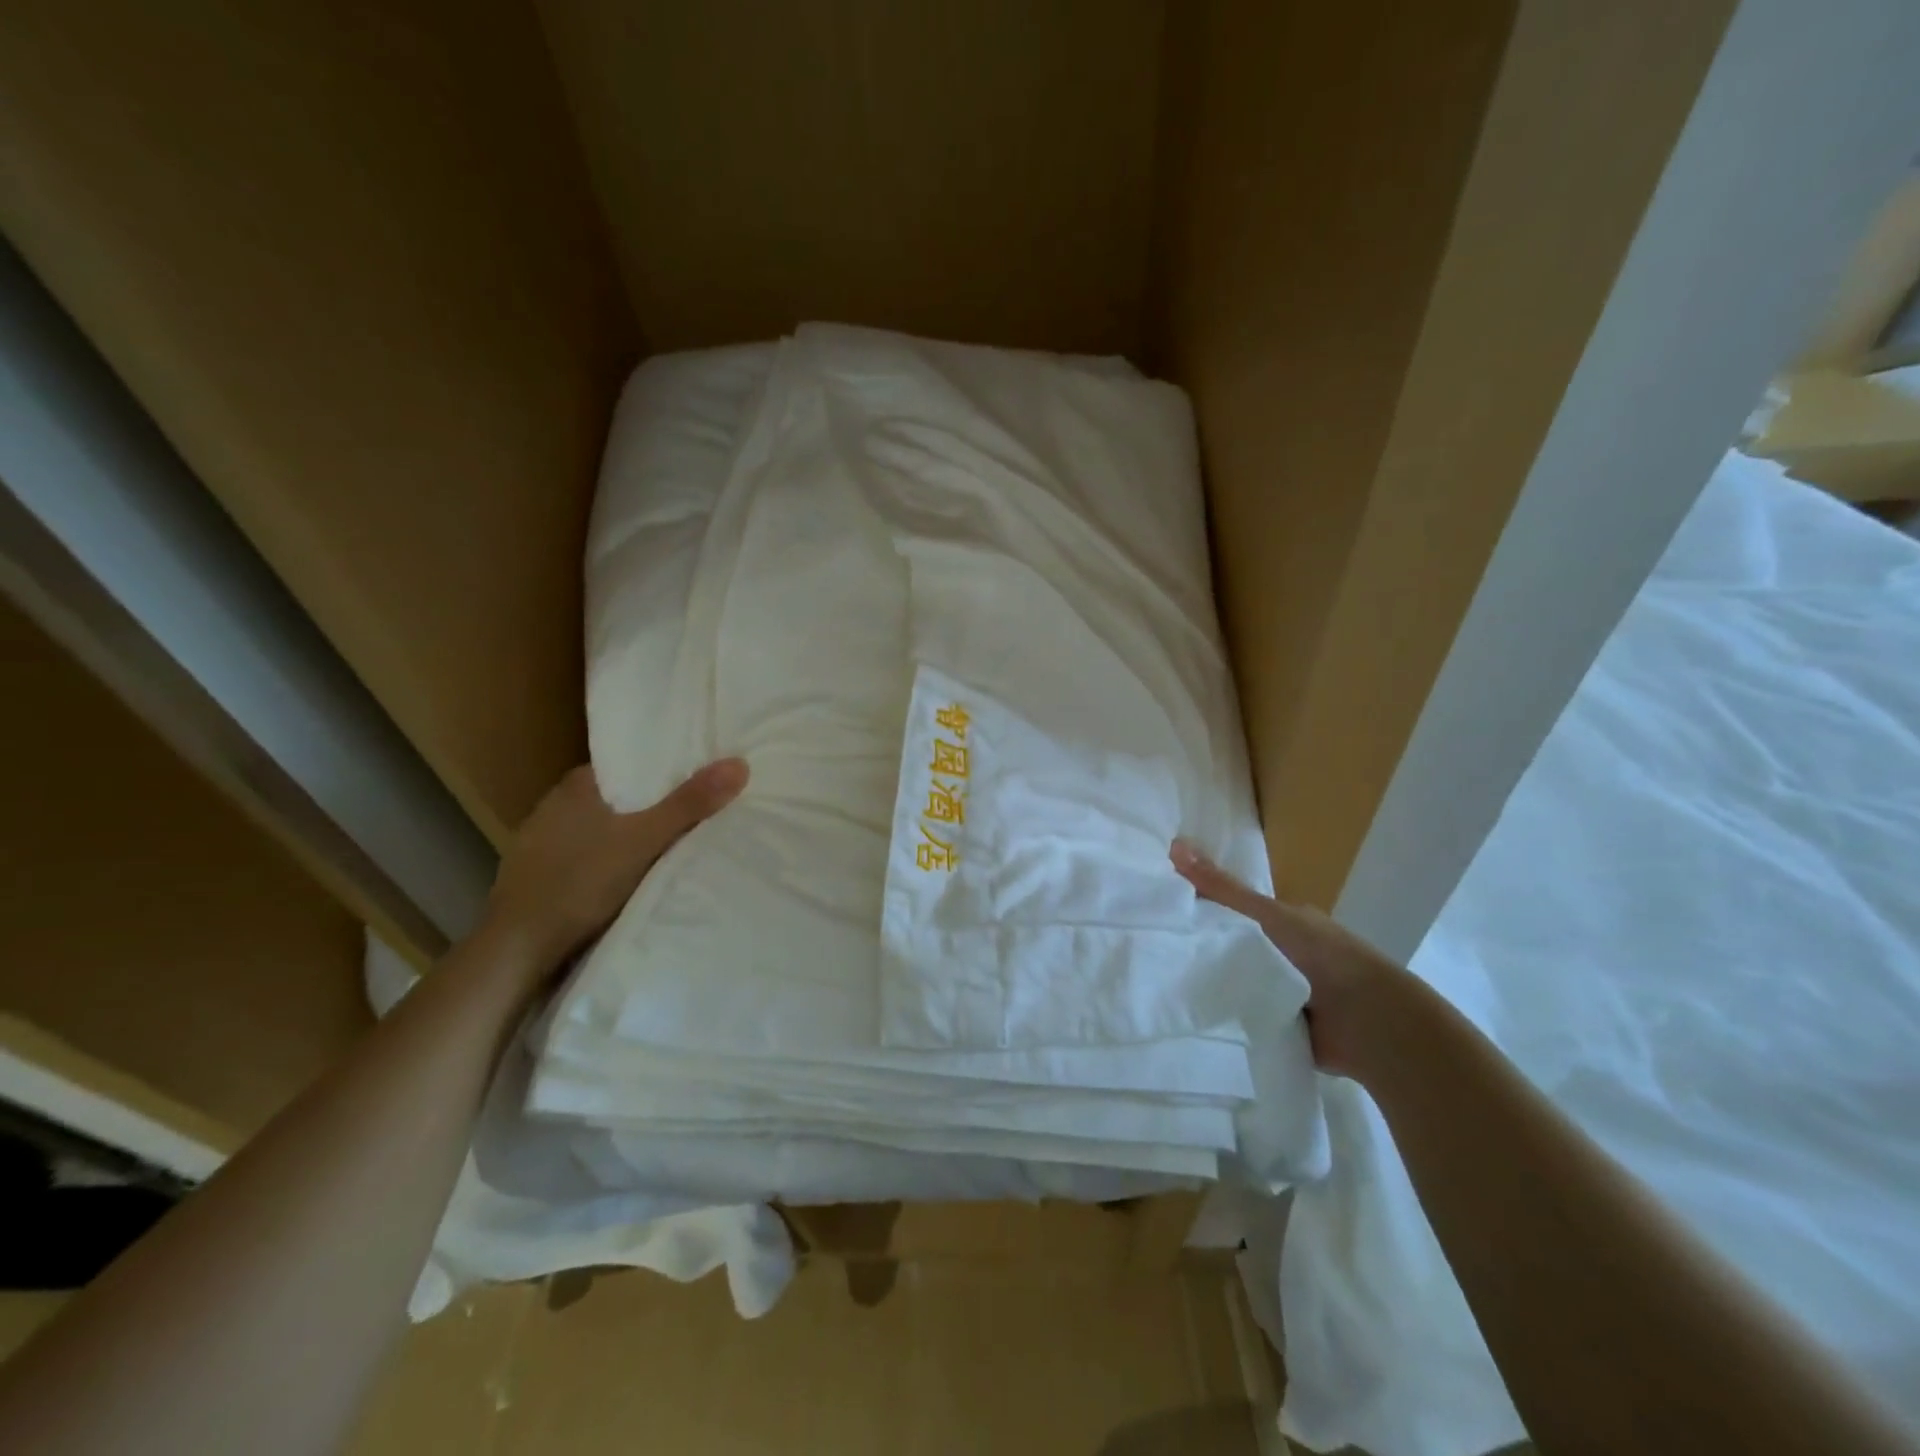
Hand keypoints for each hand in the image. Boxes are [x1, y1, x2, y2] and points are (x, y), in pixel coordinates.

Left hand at [483, 759, 748, 978]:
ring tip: (669, 844)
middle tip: (696, 812)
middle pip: (618, 797)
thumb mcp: (645, 840)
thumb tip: (739, 764)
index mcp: (576, 786)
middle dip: (651, 805)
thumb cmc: (581, 883)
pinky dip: (608, 860)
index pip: (629, 765)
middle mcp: (554, 806)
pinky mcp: (537, 877)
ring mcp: (540, 843)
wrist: (517, 950)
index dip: (663, 770)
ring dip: (628, 836)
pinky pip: (585, 856)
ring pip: (600, 829)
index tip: (698, 778)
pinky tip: (627, 876)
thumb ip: (690, 804)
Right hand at [1171, 837, 1411, 1080]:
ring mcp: (1285, 992)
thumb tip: (1175, 843)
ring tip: (1162, 986)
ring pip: (1236, 983)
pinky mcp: (1283, 1027)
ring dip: (1213, 987)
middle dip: (1202, 951)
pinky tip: (1192, 1018)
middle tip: (1152, 952)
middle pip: (1231, 947)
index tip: (1162, 912)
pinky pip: (1245, 1016)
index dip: (1200, 908)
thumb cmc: (1320, 956)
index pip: (1233, 910)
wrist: (1369, 1024)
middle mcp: (1284, 954)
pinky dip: (1228, 1017)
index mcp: (1284, 921)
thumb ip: (1221, 887)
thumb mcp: (1264, 914)